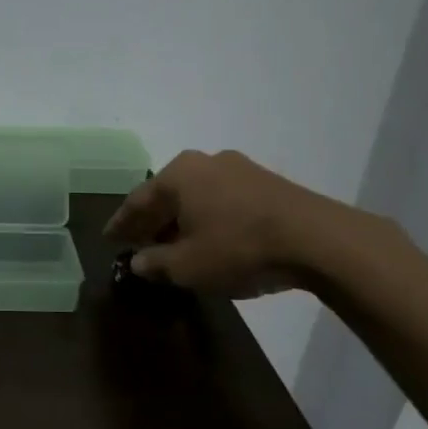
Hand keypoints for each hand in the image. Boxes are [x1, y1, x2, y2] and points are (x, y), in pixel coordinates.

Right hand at [104, 150, 358, 297]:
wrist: (319, 240)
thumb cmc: (238, 248)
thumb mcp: (186, 266)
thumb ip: (155, 263)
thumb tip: (139, 262)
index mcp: (178, 174)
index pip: (137, 200)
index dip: (120, 224)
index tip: (108, 239)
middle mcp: (206, 162)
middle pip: (168, 195)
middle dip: (152, 221)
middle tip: (137, 243)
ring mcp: (241, 169)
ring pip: (197, 197)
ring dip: (182, 221)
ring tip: (173, 245)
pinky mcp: (268, 183)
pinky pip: (223, 201)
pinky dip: (208, 219)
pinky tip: (210, 240)